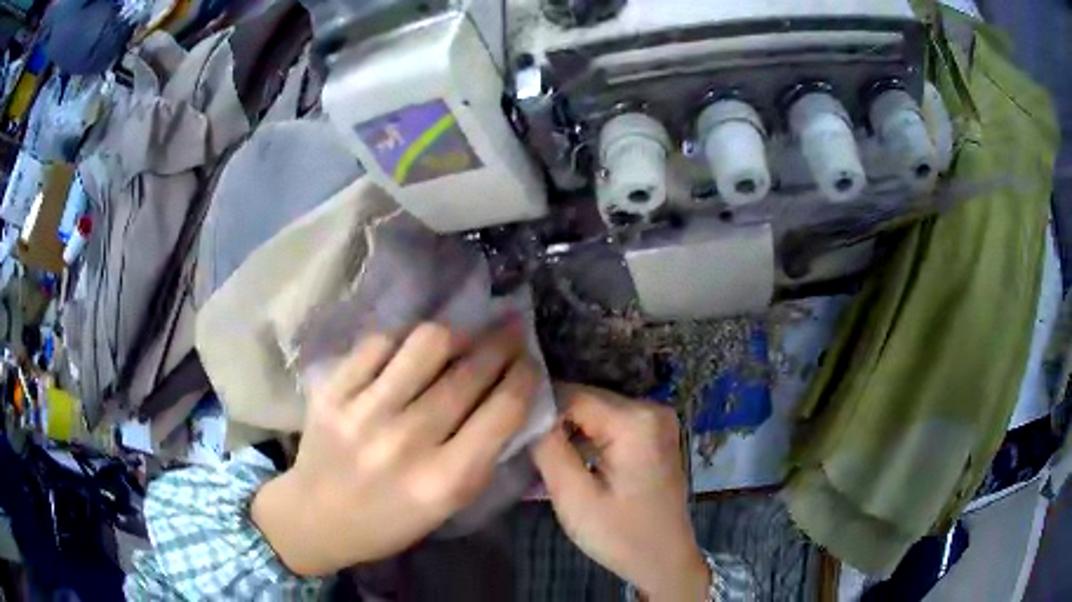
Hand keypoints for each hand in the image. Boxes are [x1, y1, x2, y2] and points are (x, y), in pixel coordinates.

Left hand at [252, 321, 537, 575]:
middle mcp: (406, 441)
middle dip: (501, 344)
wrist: (316, 516)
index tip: (530, 361)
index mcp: (444, 480)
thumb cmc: (391, 519)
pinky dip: (404, 340)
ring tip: (464, 335)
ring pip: (426, 344)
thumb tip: (509, 393)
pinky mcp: (332, 390)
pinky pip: (379, 343)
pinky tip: (412, 350)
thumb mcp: (450, 503)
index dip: (526, 375)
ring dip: (457, 333)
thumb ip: (484, 453)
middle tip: (510, 330)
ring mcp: (363, 411)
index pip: (504, 410)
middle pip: (469, 373)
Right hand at [533, 385, 709, 601]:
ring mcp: (656, 420)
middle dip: (551, 423)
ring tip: (540, 458)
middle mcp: (650, 408)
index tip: (510, 435)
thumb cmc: (621, 536)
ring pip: (593, 411)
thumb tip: (526, 413)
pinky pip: (608, 424)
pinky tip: (568, 461)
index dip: (536, 412)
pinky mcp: (653, 433)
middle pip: (584, 400)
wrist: (665, 561)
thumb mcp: (575, 497)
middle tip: (523, 451)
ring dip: (566, 432)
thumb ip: (548, 448)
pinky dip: (585, 439)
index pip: (570, 394)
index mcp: (635, 421)